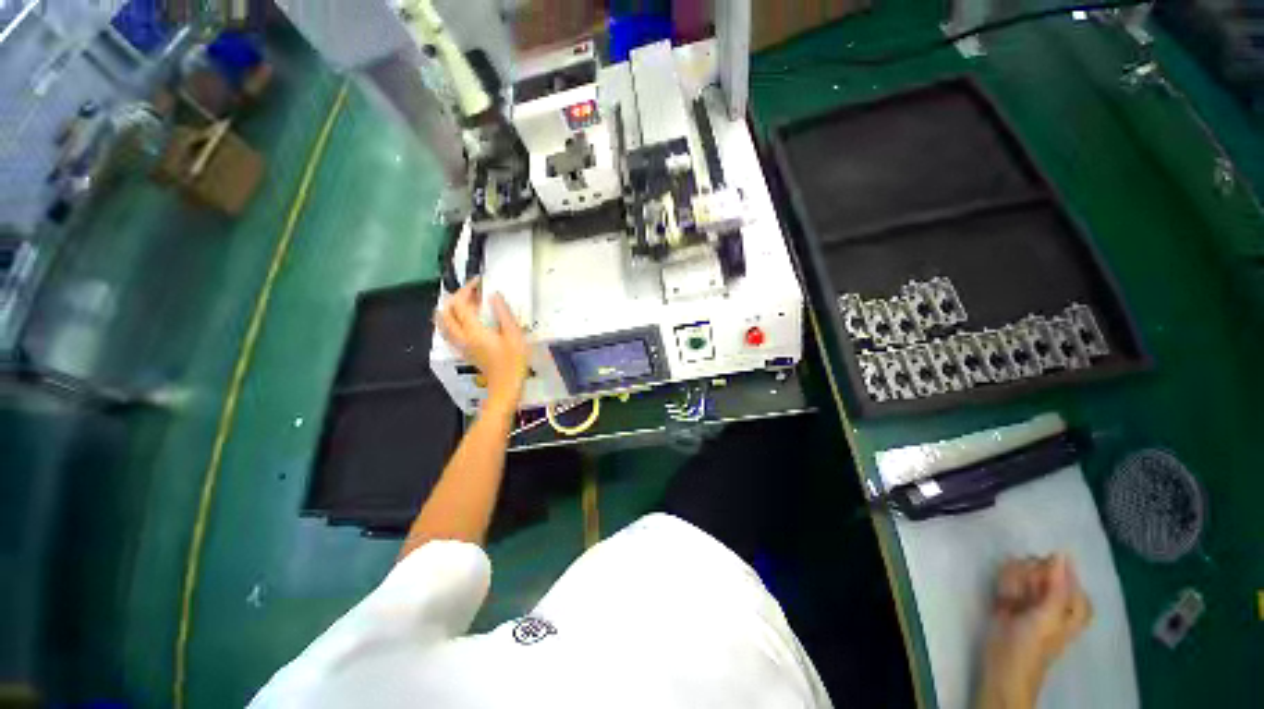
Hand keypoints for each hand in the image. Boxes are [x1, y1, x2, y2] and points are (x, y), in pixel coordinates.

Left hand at [436, 278, 528, 412]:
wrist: (505, 387)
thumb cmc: (514, 362)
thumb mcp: (514, 336)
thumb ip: (503, 314)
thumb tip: (494, 295)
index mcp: (473, 331)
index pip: (460, 304)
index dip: (467, 289)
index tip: (480, 281)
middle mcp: (461, 337)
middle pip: (445, 312)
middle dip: (455, 297)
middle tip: (472, 291)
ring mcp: (460, 345)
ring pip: (442, 323)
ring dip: (449, 309)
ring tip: (466, 303)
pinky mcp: (463, 351)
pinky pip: (448, 332)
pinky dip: (451, 320)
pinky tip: (465, 320)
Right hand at [978, 554, 1092, 708]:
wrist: (1003, 664)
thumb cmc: (1033, 644)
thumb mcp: (1049, 616)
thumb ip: (1057, 585)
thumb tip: (1061, 554)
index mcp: (1072, 607)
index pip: (1068, 577)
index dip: (1056, 572)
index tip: (1042, 566)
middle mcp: (1053, 601)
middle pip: (1044, 574)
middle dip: (1030, 575)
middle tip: (1024, 587)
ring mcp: (1031, 601)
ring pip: (1024, 575)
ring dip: (1014, 580)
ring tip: (1010, 596)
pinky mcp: (1011, 601)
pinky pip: (1008, 582)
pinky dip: (1004, 584)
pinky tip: (1002, 595)